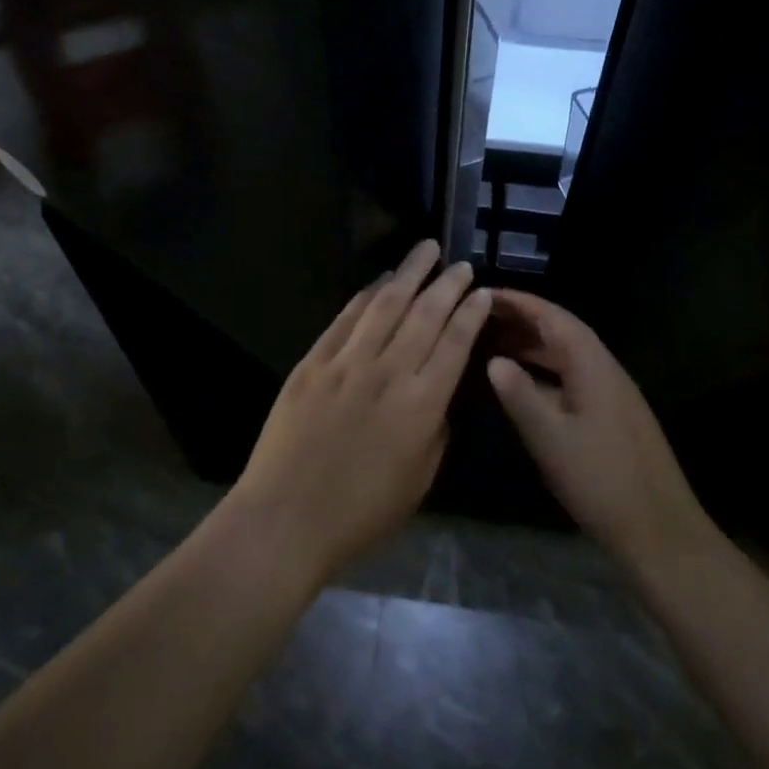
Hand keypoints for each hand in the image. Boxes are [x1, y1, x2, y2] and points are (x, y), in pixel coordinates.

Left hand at [230, 241, 492, 584]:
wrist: (286, 517)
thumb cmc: (361, 511)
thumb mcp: (420, 478)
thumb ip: (435, 429)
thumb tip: (437, 394)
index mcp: (421, 405)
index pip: (454, 344)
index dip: (470, 314)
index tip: (482, 292)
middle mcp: (388, 373)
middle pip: (424, 315)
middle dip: (447, 285)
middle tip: (461, 264)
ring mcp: (346, 363)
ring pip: (385, 305)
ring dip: (409, 274)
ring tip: (425, 250)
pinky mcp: (312, 363)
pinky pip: (345, 319)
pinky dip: (366, 296)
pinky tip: (380, 281)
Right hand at [487, 290, 707, 569]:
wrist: (659, 529)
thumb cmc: (600, 479)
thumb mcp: (550, 437)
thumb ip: (520, 395)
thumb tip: (493, 360)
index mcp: (592, 365)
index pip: (553, 317)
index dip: (520, 302)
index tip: (486, 294)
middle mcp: (606, 369)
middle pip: (562, 332)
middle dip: (523, 321)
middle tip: (482, 317)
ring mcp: (612, 393)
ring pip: (568, 356)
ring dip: (534, 346)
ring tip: (494, 345)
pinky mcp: (613, 415)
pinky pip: (573, 376)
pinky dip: (545, 371)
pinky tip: (525, 385)